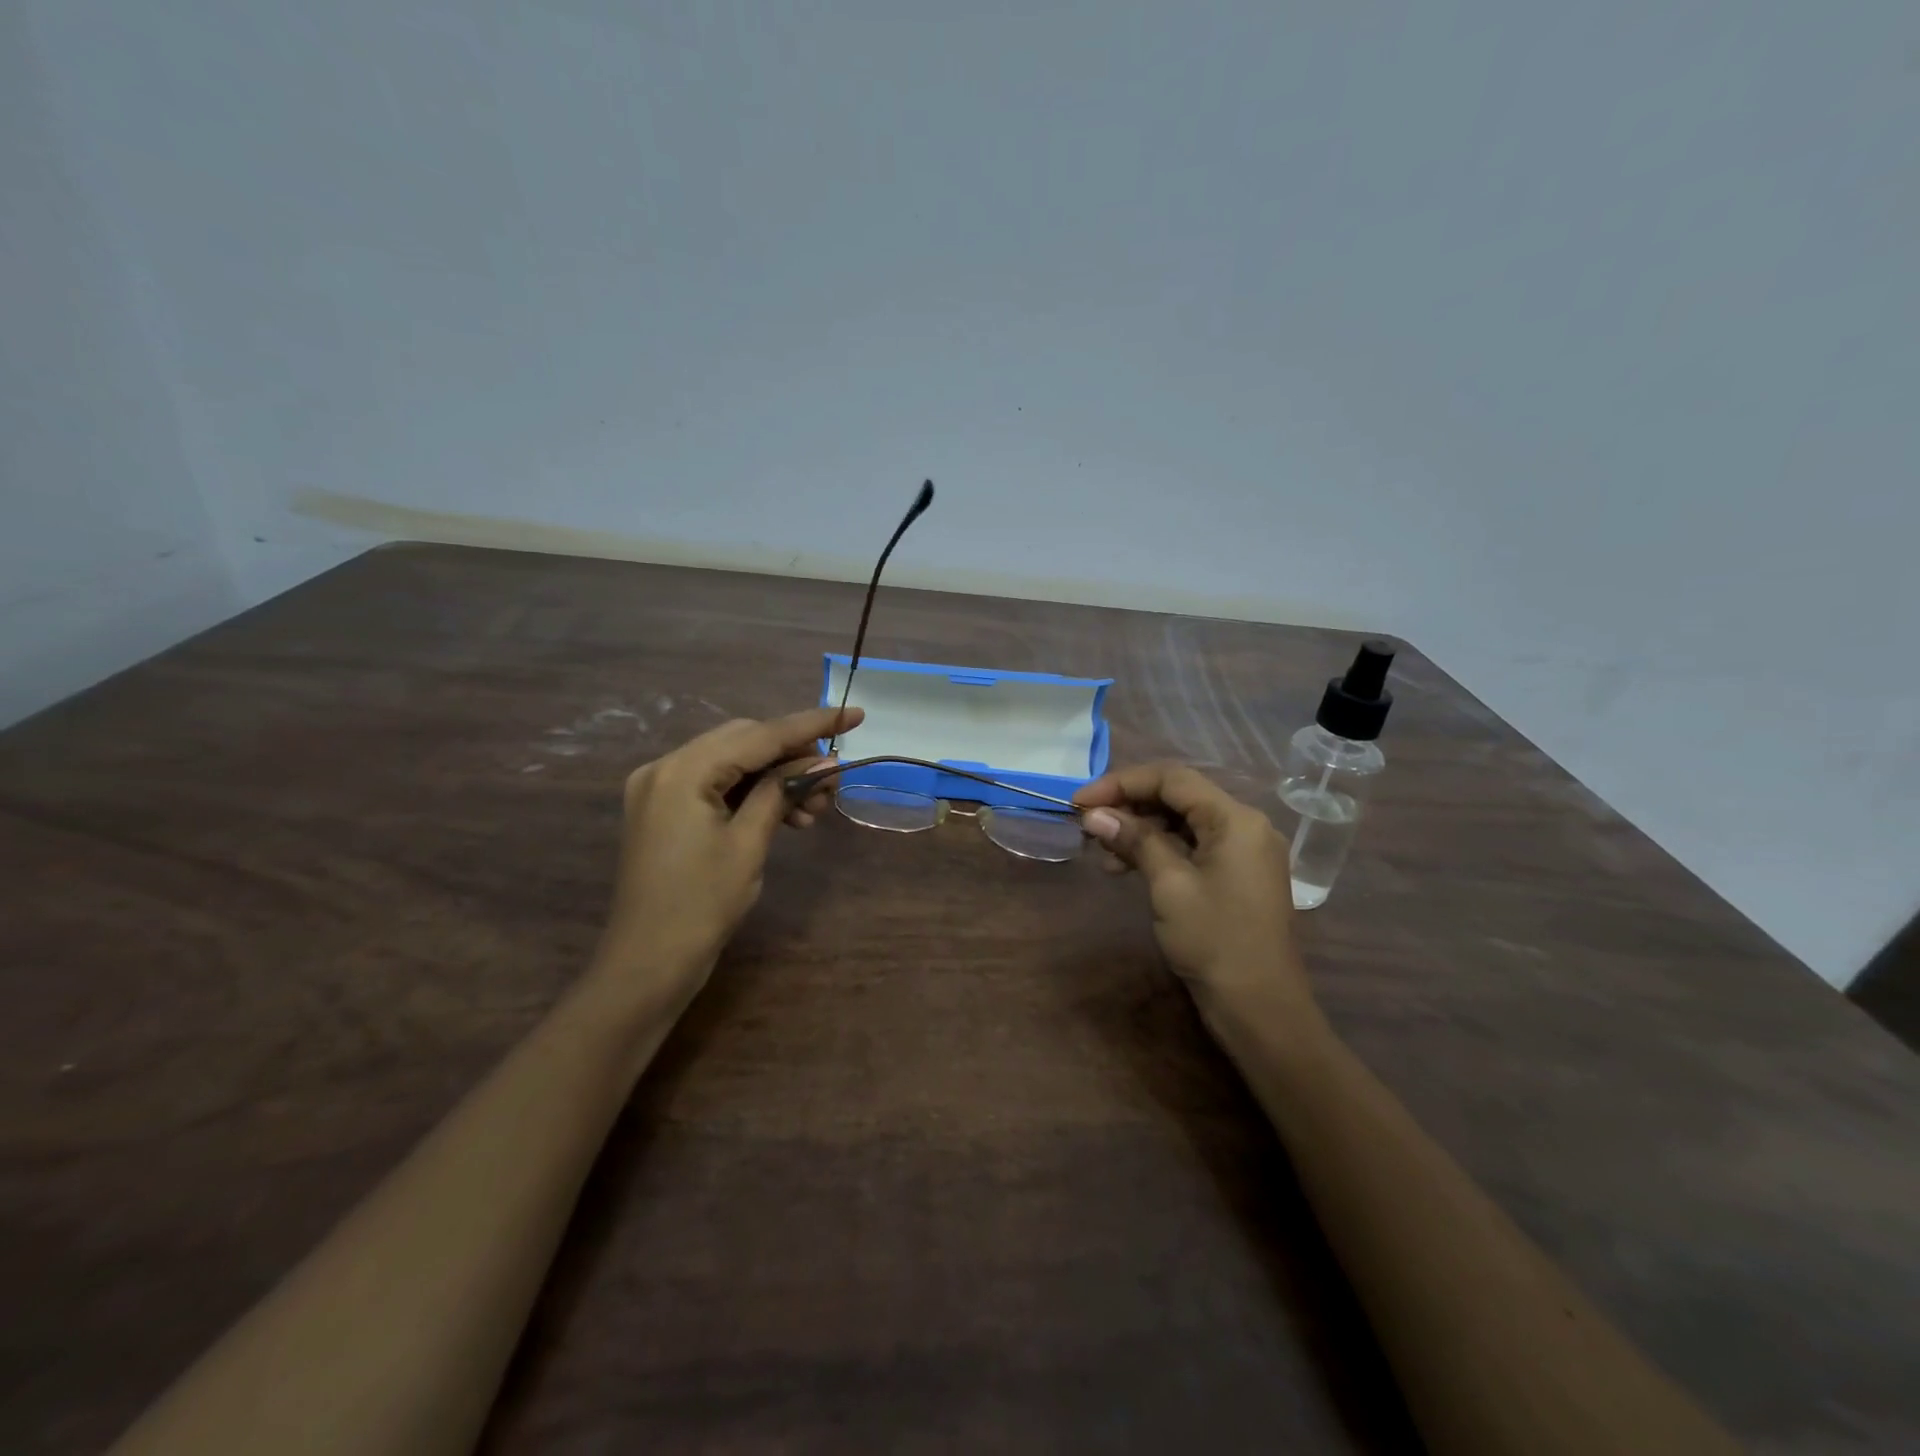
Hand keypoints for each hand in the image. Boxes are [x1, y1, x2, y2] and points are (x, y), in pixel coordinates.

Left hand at [592, 706, 862, 1006]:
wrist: (647, 964)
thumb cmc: (701, 905)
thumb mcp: (749, 843)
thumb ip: (782, 791)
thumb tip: (824, 762)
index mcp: (682, 770)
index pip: (759, 735)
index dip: (812, 725)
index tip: (855, 715)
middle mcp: (665, 767)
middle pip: (744, 742)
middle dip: (794, 755)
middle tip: (833, 778)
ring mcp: (661, 788)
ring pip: (733, 763)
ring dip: (777, 777)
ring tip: (816, 808)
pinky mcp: (664, 809)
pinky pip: (717, 785)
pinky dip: (753, 793)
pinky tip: (788, 815)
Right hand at [1074, 762, 1318, 1032]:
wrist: (1260, 1009)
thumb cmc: (1214, 941)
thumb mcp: (1170, 885)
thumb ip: (1134, 840)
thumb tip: (1094, 815)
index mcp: (1236, 818)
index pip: (1172, 779)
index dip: (1121, 783)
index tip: (1080, 801)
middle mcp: (1245, 825)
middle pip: (1178, 797)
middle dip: (1130, 805)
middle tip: (1088, 824)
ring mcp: (1244, 851)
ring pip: (1183, 822)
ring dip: (1141, 830)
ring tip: (1103, 853)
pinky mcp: (1237, 875)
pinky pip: (1193, 846)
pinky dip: (1159, 850)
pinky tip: (1127, 868)